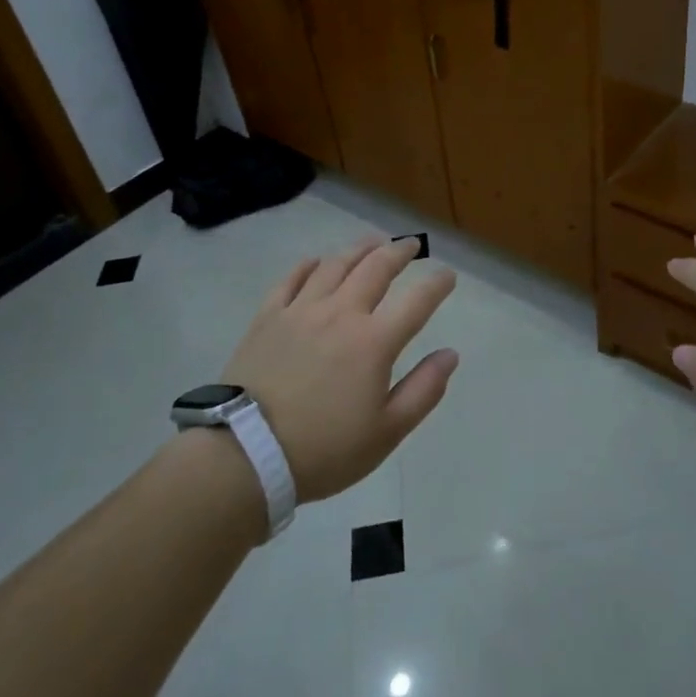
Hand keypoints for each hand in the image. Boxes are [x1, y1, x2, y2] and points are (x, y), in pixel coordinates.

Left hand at [221, 235, 457, 503]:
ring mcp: (301, 311)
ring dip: (359, 249)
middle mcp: (341, 313)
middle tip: (411, 244)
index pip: (417, 300)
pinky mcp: (268, 317)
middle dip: (399, 252)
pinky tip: (316, 261)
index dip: (437, 284)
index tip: (448, 275)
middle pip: (376, 268)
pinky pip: (291, 279)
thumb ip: (424, 390)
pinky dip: (309, 265)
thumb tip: (450, 354)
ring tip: (372, 242)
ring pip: (335, 265)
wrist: (246, 454)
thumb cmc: (324, 449)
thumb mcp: (386, 431)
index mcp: (374, 341)